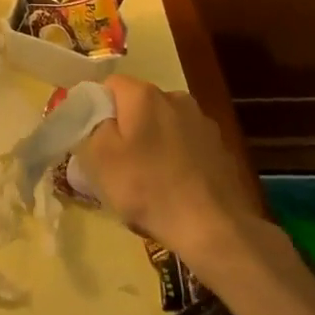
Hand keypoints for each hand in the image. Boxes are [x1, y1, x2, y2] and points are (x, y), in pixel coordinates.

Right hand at [77, 75, 254, 263]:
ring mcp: (203, 123)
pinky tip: (175, 188)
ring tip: (148, 181)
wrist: (215, 229)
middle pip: (139, 105)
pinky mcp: (220, 148)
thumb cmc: (149, 189)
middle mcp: (176, 98)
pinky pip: (186, 145)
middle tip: (117, 164)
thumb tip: (98, 113)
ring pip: (164, 125)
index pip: (110, 85)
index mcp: (145, 95)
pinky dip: (177, 159)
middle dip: (126, 128)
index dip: (97, 109)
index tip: (93, 139)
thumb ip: (93, 125)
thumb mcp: (102, 158)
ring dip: (153, 143)